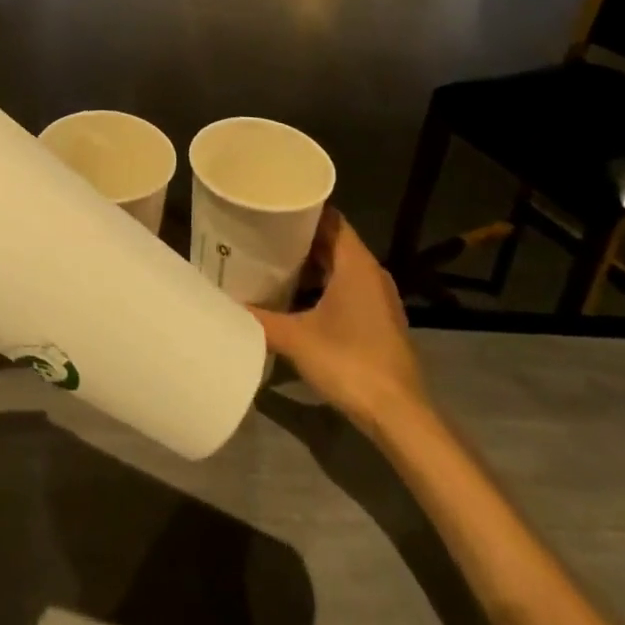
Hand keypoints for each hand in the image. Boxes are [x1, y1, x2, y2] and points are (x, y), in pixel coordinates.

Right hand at [251, 208, 425, 433]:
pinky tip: (294, 299)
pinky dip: (321, 287)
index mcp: (356, 263)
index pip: (330, 218)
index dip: (302, 209)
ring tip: (271, 263)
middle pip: (333, 242)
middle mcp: (371, 273)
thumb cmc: (349, 362)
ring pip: (339, 268)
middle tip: (261, 234)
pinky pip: (346, 289)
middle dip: (299, 238)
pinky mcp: (378, 322)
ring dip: (310, 265)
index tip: (272, 206)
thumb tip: (226, 304)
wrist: (399, 417)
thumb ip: (260, 319)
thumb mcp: (296, 339)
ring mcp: (377, 299)